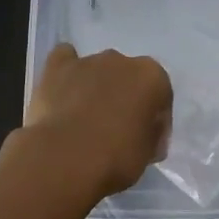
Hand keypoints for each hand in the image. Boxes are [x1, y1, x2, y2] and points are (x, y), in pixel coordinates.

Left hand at [0, 44, 171, 210]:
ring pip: (98, 70)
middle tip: (116, 132)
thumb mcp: (148, 153)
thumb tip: (142, 131)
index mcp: (152, 77)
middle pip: (128, 79)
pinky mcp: (58, 66)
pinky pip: (65, 60)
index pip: (161, 97)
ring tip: (84, 120)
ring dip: (96, 88)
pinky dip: (66, 72)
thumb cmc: (116, 158)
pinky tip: (63, 91)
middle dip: (124, 99)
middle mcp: (122, 60)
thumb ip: (150, 134)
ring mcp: (88, 60)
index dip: (155, 122)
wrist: (65, 158)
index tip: (146, 145)